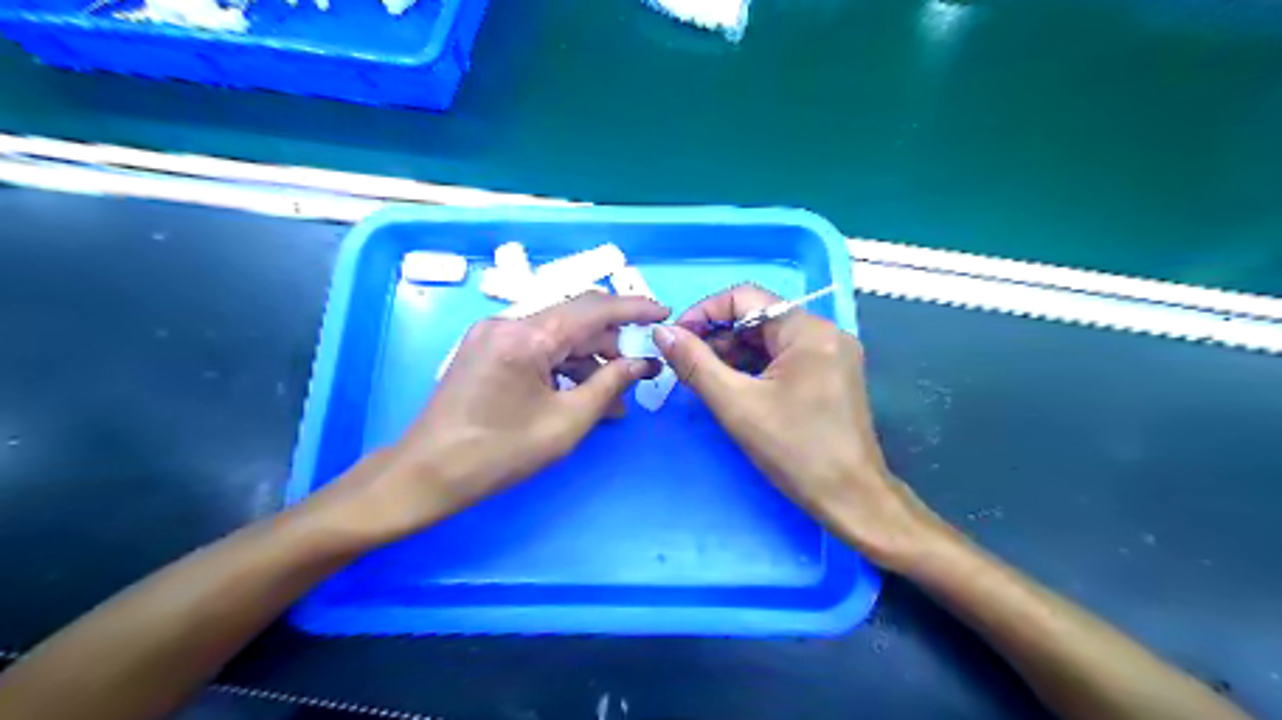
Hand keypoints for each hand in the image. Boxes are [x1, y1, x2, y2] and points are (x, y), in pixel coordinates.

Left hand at [318, 289, 672, 541]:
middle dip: (612, 342)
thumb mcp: (566, 422)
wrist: (426, 474)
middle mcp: (508, 323)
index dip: (634, 308)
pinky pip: (536, 348)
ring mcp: (492, 334)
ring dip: (588, 359)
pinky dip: (562, 366)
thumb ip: (609, 385)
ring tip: (615, 394)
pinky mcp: (485, 350)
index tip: (664, 313)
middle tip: (640, 370)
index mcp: (527, 336)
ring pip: (556, 335)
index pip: (593, 308)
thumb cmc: (498, 453)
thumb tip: (643, 364)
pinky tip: (581, 393)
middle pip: (574, 320)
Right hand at [655, 282, 943, 568]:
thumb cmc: (795, 451)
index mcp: (808, 331)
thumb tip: (663, 332)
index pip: (746, 298)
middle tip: (685, 363)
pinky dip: (754, 367)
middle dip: (717, 336)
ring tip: (703, 378)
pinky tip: (732, 386)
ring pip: (770, 339)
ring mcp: (831, 354)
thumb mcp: (737, 405)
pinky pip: (784, 358)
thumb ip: (695, 364)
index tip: (676, 337)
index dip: (705, 312)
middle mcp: (824, 332)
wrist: (851, 498)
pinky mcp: (831, 375)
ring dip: (733, 353)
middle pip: (758, 317)